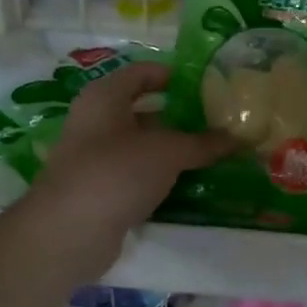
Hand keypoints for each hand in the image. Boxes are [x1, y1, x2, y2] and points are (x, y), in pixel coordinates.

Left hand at [33, 62, 232, 239]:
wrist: (68, 233)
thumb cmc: (117, 172)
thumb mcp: (168, 152)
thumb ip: (203, 143)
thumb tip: (237, 138)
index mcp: (105, 97)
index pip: (143, 73)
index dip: (174, 75)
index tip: (208, 85)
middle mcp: (95, 121)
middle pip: (143, 111)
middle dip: (180, 117)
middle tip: (217, 123)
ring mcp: (94, 158)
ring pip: (141, 146)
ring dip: (172, 151)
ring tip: (212, 155)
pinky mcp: (98, 191)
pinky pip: (135, 175)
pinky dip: (159, 178)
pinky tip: (188, 186)